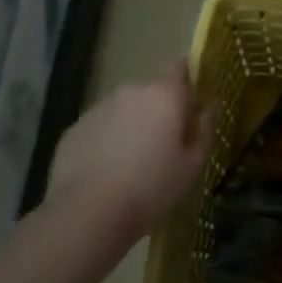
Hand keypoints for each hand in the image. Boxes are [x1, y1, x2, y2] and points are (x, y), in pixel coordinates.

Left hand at [49, 60, 210, 245]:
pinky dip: (106, 141)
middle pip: (151, 92)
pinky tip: (107, 172)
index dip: (187, 80)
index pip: (179, 67)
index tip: (192, 102)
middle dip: (159, 110)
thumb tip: (208, 107)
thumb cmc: (151, 188)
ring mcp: (98, 109)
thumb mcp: (192, 165)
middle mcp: (130, 92)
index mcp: (163, 95)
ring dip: (131, 126)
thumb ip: (205, 129)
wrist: (87, 215)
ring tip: (132, 163)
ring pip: (124, 110)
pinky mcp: (73, 130)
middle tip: (164, 144)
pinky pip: (100, 129)